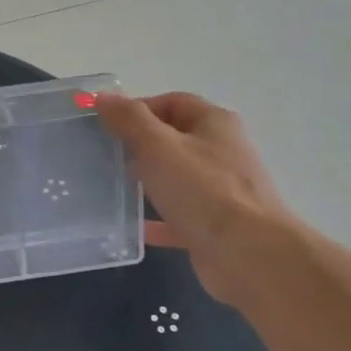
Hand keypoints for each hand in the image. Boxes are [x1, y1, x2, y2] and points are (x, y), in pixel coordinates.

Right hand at [95, 91, 290, 300]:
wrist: (248, 254)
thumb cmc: (203, 190)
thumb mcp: (158, 146)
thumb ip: (129, 120)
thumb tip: (102, 96)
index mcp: (214, 123)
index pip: (172, 102)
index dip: (138, 108)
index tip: (106, 125)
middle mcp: (221, 152)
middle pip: (174, 139)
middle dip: (139, 145)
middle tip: (105, 157)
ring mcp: (220, 191)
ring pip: (176, 178)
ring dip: (148, 181)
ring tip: (113, 188)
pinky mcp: (214, 225)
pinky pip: (179, 216)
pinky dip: (156, 220)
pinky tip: (132, 227)